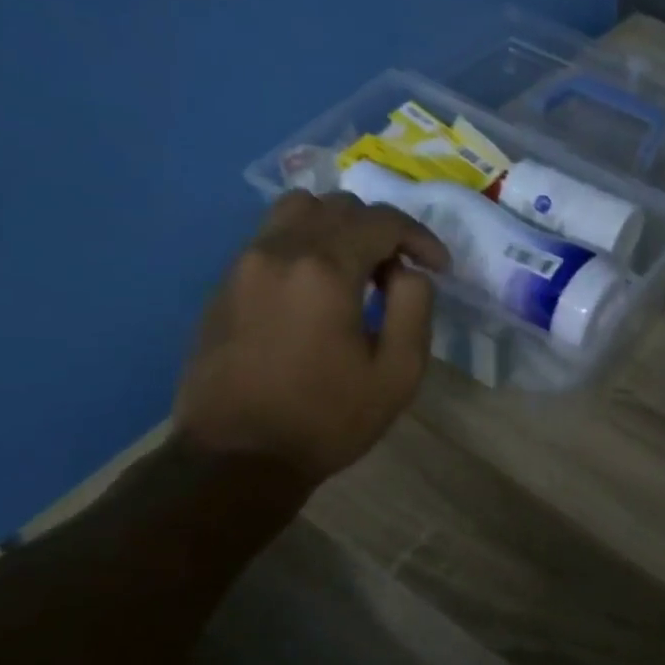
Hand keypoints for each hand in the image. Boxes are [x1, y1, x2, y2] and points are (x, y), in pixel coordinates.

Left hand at [174, 191, 450, 483]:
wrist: (237, 457)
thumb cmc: (327, 418)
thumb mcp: (398, 372)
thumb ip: (413, 307)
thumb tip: (407, 272)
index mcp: (324, 269)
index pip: (383, 221)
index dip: (421, 238)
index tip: (440, 267)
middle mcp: (279, 250)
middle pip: (339, 206)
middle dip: (381, 230)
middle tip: (397, 273)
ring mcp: (244, 264)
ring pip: (298, 209)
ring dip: (338, 227)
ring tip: (355, 269)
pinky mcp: (224, 284)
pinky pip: (271, 238)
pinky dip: (305, 243)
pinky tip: (317, 288)